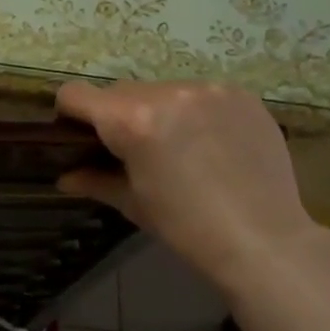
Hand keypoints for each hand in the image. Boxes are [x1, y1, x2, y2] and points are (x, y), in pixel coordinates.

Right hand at [56, 80, 319, 285]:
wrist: (265, 240)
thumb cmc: (187, 227)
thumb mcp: (134, 203)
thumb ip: (95, 180)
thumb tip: (64, 177)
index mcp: (132, 121)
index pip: (76, 94)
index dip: (70, 114)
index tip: (80, 136)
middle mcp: (167, 93)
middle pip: (120, 91)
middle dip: (118, 116)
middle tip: (135, 151)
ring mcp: (208, 90)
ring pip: (162, 90)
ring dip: (159, 112)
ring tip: (180, 148)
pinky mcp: (239, 94)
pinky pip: (200, 94)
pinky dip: (195, 112)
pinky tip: (212, 144)